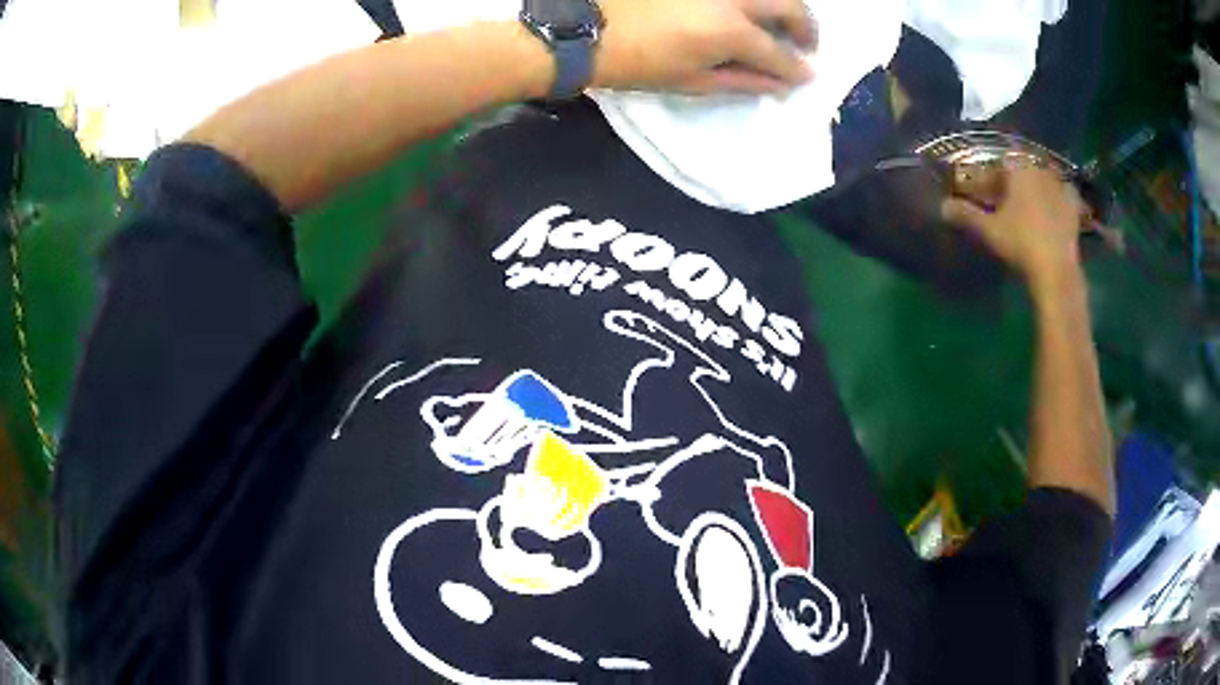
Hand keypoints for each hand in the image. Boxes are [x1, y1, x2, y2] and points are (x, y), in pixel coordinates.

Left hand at [593, 0, 816, 94]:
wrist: (589, 29)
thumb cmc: (638, 64)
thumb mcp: (693, 81)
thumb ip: (744, 80)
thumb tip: (781, 83)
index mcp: (730, 31)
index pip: (778, 52)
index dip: (797, 68)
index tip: (808, 75)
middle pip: (789, 5)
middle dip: (806, 28)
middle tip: (804, 44)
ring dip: (784, 6)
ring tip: (781, 23)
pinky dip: (753, 0)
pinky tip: (751, 10)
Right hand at [941, 164, 1087, 291]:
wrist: (1057, 271)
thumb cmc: (1021, 243)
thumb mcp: (989, 230)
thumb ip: (966, 214)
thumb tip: (942, 206)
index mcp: (1018, 168)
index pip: (999, 162)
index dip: (989, 175)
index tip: (983, 191)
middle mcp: (1040, 169)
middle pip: (1022, 168)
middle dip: (1012, 181)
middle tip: (1004, 200)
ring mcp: (1060, 186)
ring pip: (1042, 179)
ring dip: (1034, 188)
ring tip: (1028, 208)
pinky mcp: (1074, 206)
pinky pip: (1062, 194)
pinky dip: (1056, 198)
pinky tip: (1051, 211)